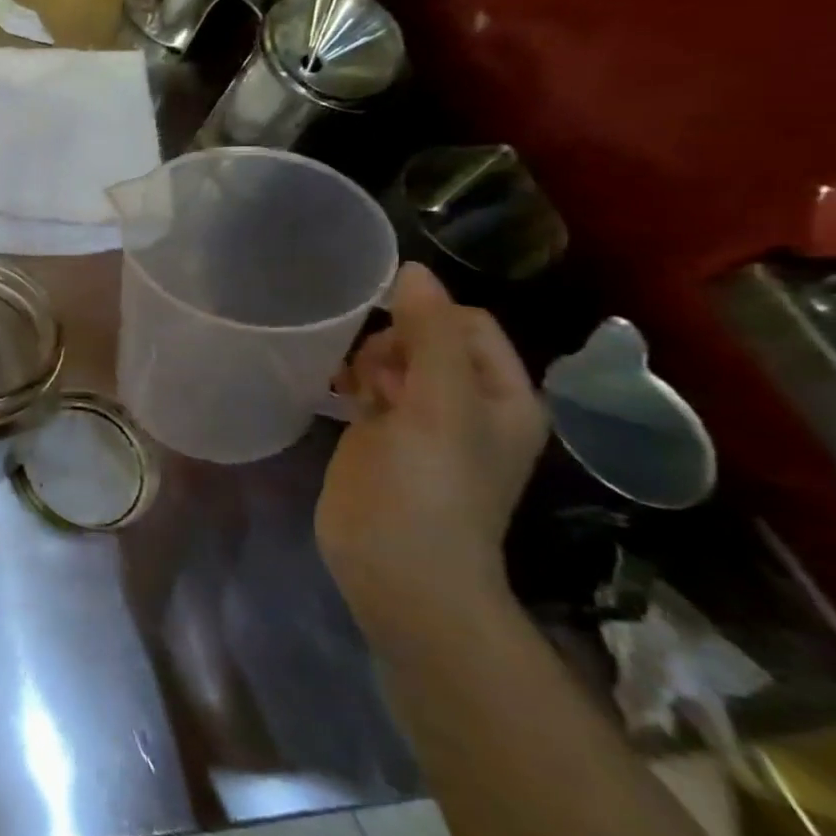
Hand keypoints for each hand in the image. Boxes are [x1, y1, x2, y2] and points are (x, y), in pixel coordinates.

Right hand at [317, 263, 548, 636]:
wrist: (395, 566)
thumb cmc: (429, 485)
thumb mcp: (439, 404)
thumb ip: (429, 334)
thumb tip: (413, 270)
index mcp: (501, 395)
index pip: (467, 323)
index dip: (427, 315)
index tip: (386, 330)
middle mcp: (466, 403)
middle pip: (426, 338)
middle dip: (393, 340)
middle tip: (374, 376)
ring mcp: (420, 421)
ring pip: (393, 361)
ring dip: (369, 359)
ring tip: (353, 387)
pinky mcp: (379, 437)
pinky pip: (368, 388)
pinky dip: (352, 380)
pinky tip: (335, 388)